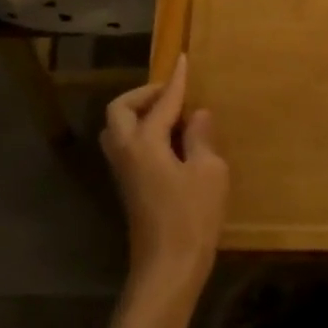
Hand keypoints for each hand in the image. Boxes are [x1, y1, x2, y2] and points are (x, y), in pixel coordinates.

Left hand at [101, 54, 227, 291]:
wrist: (168, 267)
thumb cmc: (192, 217)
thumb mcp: (208, 172)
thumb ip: (200, 138)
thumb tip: (196, 114)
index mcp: (145, 143)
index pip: (162, 103)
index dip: (176, 81)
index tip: (184, 60)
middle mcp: (126, 152)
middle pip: (121, 110)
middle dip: (144, 95)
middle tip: (173, 93)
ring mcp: (124, 172)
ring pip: (119, 129)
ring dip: (140, 113)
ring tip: (172, 115)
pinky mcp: (130, 187)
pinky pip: (128, 145)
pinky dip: (143, 131)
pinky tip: (171, 141)